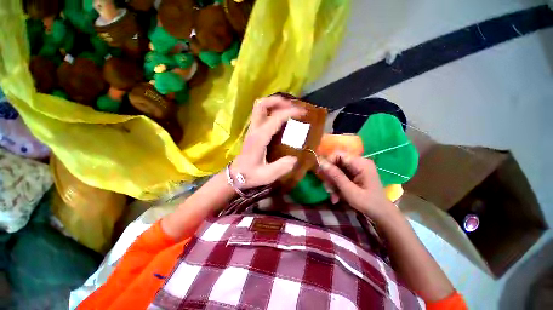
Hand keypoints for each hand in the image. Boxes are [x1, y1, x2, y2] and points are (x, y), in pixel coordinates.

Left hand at [230, 95, 304, 188]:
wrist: (235, 176)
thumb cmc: (250, 175)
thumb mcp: (266, 175)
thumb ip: (281, 167)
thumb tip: (295, 158)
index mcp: (259, 138)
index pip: (275, 118)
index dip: (289, 112)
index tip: (302, 112)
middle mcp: (255, 130)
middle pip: (261, 104)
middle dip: (278, 101)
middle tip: (292, 105)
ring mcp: (252, 129)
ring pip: (259, 107)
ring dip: (274, 103)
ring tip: (288, 108)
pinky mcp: (253, 131)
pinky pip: (261, 114)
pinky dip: (271, 110)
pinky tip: (280, 117)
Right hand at [319, 153, 397, 220]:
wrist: (381, 214)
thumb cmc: (367, 203)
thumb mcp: (349, 190)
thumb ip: (335, 175)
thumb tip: (321, 163)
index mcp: (361, 163)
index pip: (338, 154)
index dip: (328, 162)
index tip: (321, 174)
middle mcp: (359, 162)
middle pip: (336, 163)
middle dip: (330, 176)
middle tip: (328, 189)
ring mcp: (357, 168)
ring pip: (336, 170)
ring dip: (332, 183)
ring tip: (333, 196)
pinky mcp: (354, 174)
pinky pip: (340, 175)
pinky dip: (336, 185)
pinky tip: (336, 196)